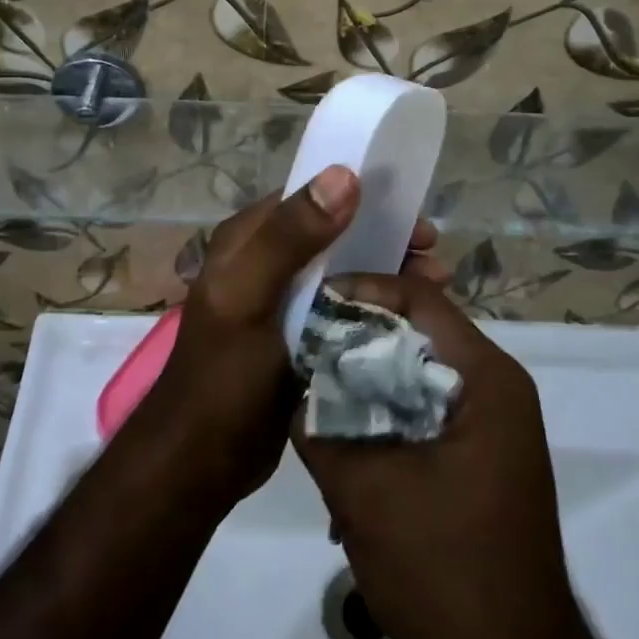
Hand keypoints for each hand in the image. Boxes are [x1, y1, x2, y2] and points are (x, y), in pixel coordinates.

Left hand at [134, 172, 447, 509]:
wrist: (202, 462)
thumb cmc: (223, 375)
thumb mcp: (249, 297)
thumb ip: (289, 237)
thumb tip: (344, 176)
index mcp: (247, 240)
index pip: (310, 198)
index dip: (361, 198)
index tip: (411, 213)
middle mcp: (266, 262)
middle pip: (335, 234)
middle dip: (385, 238)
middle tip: (432, 252)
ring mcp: (285, 302)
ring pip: (345, 270)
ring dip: (388, 271)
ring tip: (435, 285)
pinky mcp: (301, 337)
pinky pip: (346, 307)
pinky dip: (378, 305)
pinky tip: (414, 317)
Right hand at [291, 275, 587, 638]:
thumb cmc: (446, 570)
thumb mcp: (366, 493)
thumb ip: (320, 427)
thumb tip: (293, 384)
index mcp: (485, 378)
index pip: (420, 298)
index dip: (362, 289)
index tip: (311, 301)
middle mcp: (495, 388)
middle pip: (418, 332)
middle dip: (357, 335)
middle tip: (302, 341)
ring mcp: (492, 425)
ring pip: (417, 374)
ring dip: (367, 380)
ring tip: (313, 388)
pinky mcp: (479, 458)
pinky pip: (425, 411)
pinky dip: (385, 416)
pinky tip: (342, 444)